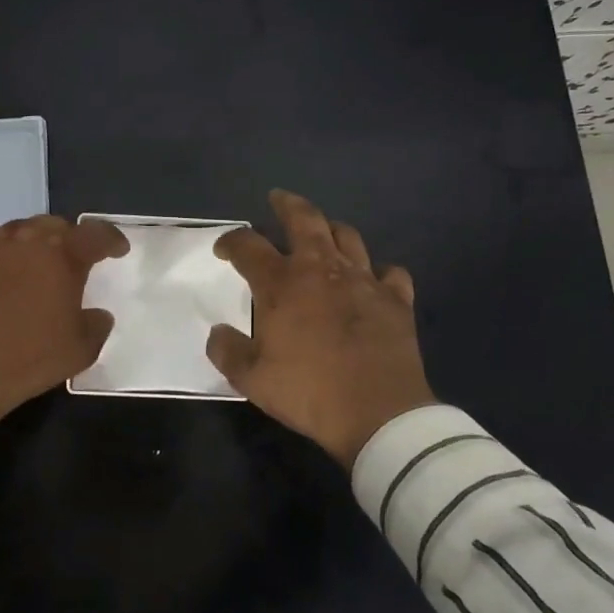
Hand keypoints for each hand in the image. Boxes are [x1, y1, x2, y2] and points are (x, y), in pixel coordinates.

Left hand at [0, 214, 128, 425]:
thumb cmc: (27, 358)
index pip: (95, 234)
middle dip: (66, 239)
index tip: (117, 250)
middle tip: (69, 262)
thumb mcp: (79, 350)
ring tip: (27, 270)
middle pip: (52, 226)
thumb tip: (97, 314)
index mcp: (61, 255)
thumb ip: (96, 325)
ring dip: (26, 247)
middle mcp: (23, 238)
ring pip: (13, 233)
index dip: (111, 240)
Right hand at [208, 189, 435, 467]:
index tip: (223, 249)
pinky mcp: (396, 299)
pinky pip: (390, 273)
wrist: (379, 414)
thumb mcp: (251, 380)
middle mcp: (322, 270)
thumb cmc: (309, 392)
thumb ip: (227, 351)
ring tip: (323, 232)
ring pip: (347, 237)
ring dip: (331, 229)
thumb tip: (217, 332)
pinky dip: (379, 271)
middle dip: (287, 204)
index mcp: (282, 284)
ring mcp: (363, 280)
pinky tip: (374, 279)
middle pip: (304, 219)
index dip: (231, 242)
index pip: (248, 246)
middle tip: (278, 198)